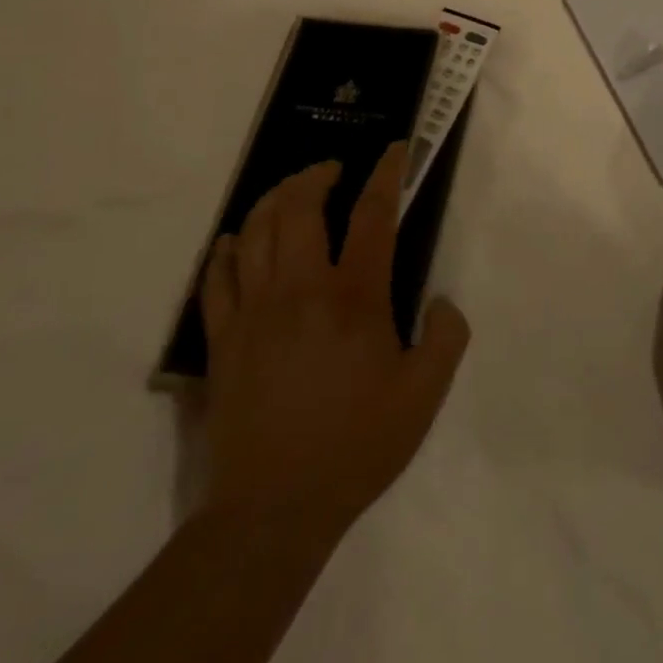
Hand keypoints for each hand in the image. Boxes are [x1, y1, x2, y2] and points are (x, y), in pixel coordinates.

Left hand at [200, 142, 470, 544]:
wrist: (273, 512)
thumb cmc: (356, 446)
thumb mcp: (424, 395)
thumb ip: (446, 338)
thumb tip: (440, 301)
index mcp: (353, 298)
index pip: (372, 215)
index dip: (386, 175)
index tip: (394, 150)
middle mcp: (300, 290)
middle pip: (299, 208)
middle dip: (317, 175)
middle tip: (333, 169)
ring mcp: (254, 312)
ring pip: (254, 233)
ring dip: (272, 200)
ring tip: (290, 191)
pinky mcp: (223, 340)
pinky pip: (216, 278)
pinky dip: (225, 250)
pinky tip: (233, 240)